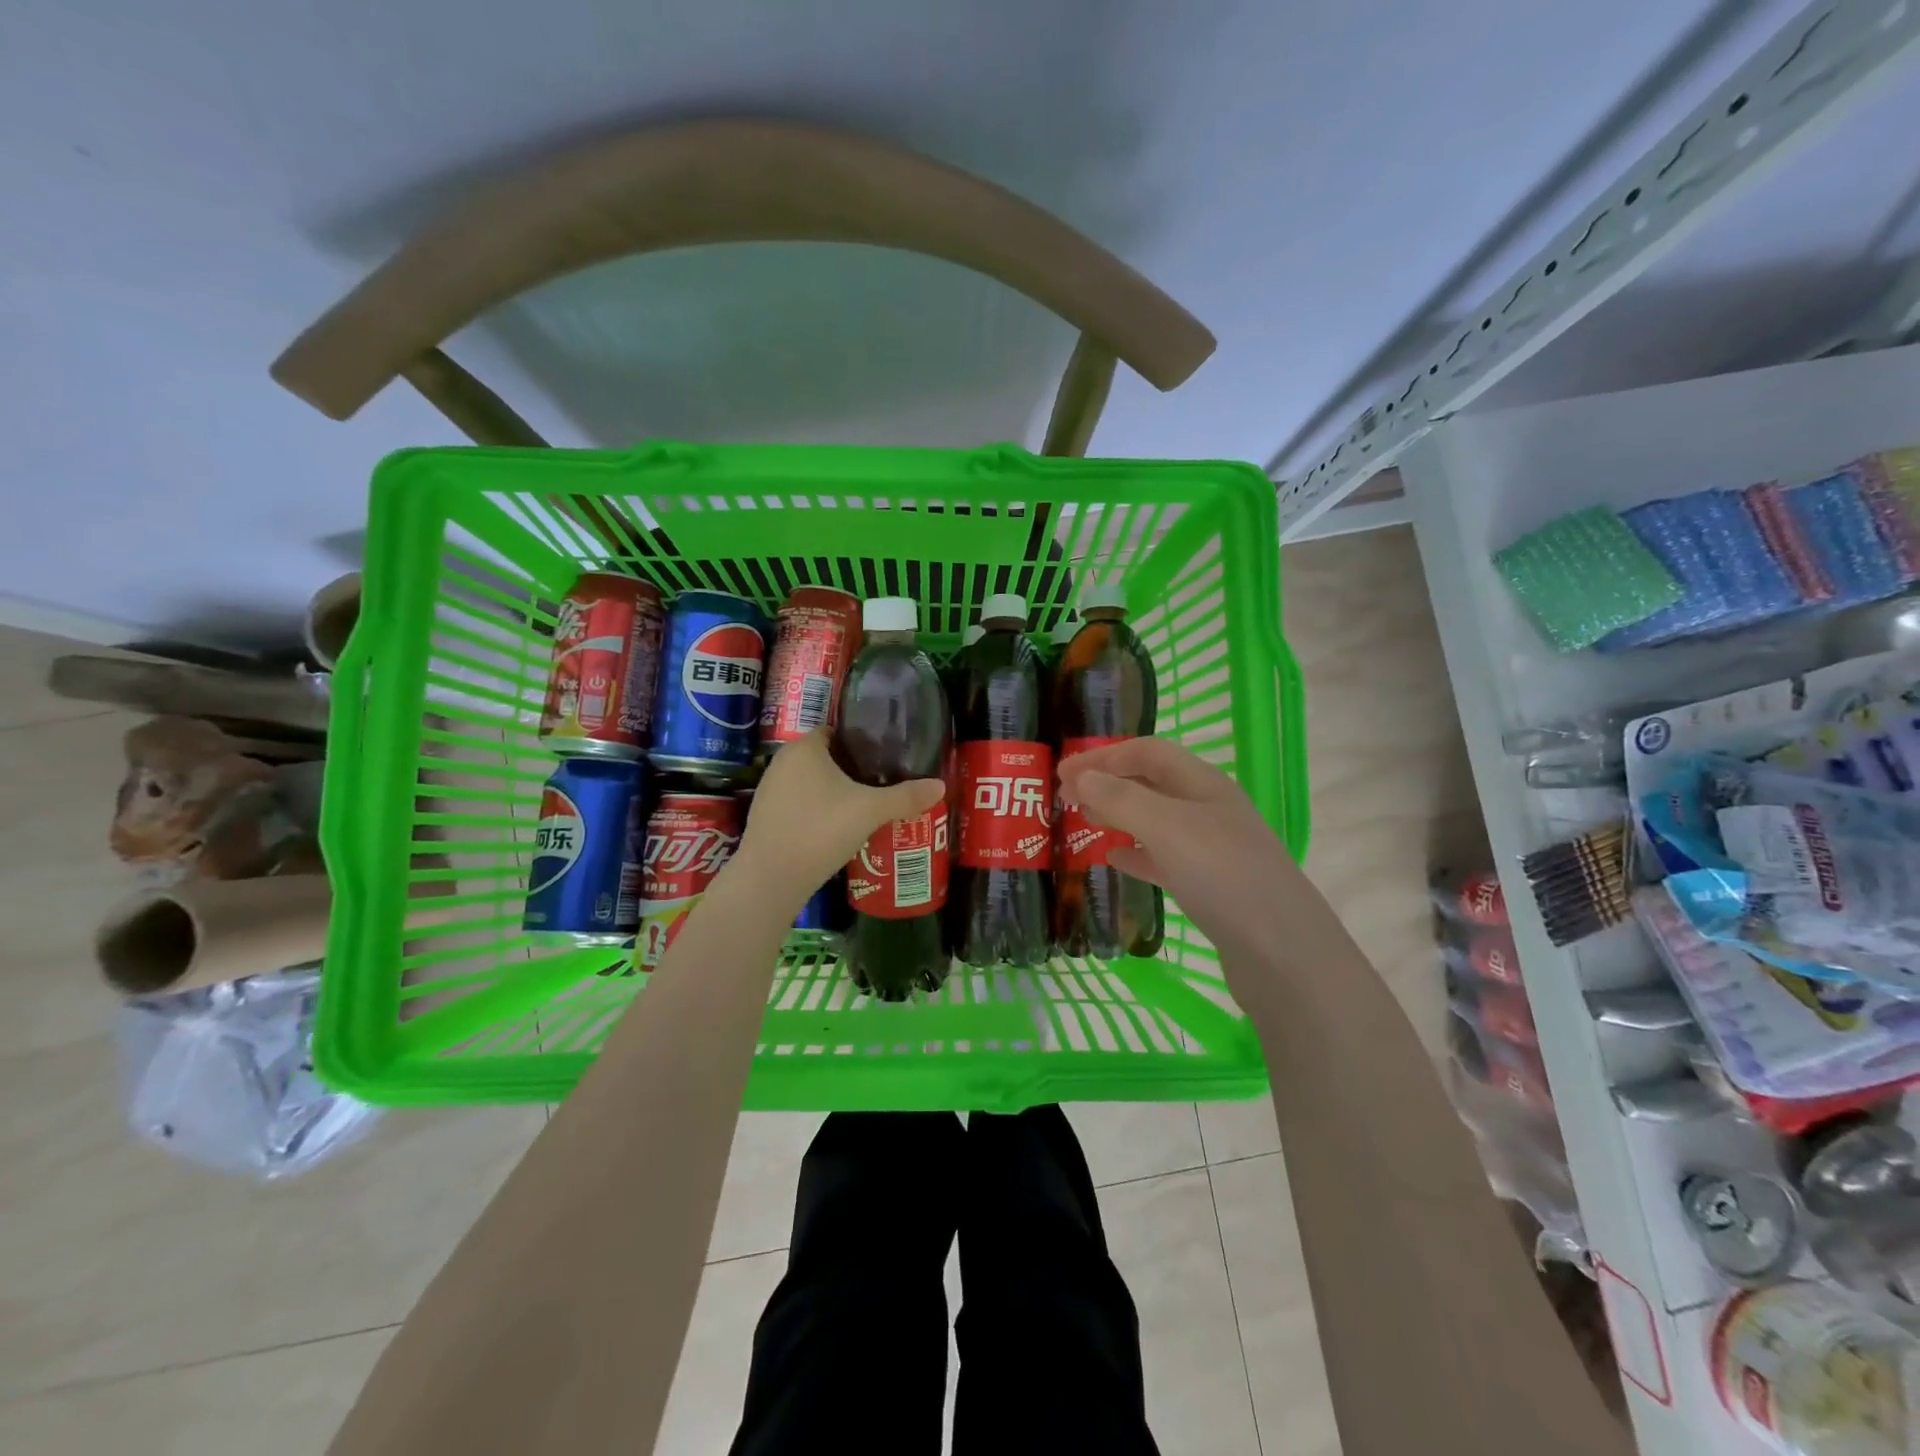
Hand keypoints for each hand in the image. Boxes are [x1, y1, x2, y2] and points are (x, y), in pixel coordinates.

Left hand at [733, 729, 943, 909]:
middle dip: (851, 769)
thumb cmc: (821, 830)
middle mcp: (782, 761)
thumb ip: (905, 797)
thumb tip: (941, 786)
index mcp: (804, 747)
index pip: (836, 732)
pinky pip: (799, 803)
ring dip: (833, 791)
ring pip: (811, 782)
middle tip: (882, 783)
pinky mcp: (765, 816)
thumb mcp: (870, 811)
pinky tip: (836, 828)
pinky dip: (817, 810)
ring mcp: (769, 790)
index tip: (885, 757)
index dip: (862, 742)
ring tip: (863, 806)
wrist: (772, 878)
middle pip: (825, 757)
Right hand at [1057, 736, 1300, 965]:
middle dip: (1108, 783)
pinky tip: (1114, 861)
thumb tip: (1081, 776)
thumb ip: (1121, 799)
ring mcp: (1212, 848)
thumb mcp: (1167, 828)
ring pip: (1155, 820)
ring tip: (1084, 822)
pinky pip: (1163, 858)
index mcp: (1203, 784)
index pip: (1147, 752)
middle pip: (1151, 782)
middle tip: (1066, 798)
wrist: (1283, 952)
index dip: (1103, 756)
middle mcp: (1209, 809)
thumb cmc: (1223, 875)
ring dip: (1118, 815)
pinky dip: (1135, 853)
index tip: (1062, 772)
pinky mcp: (1209, 885)